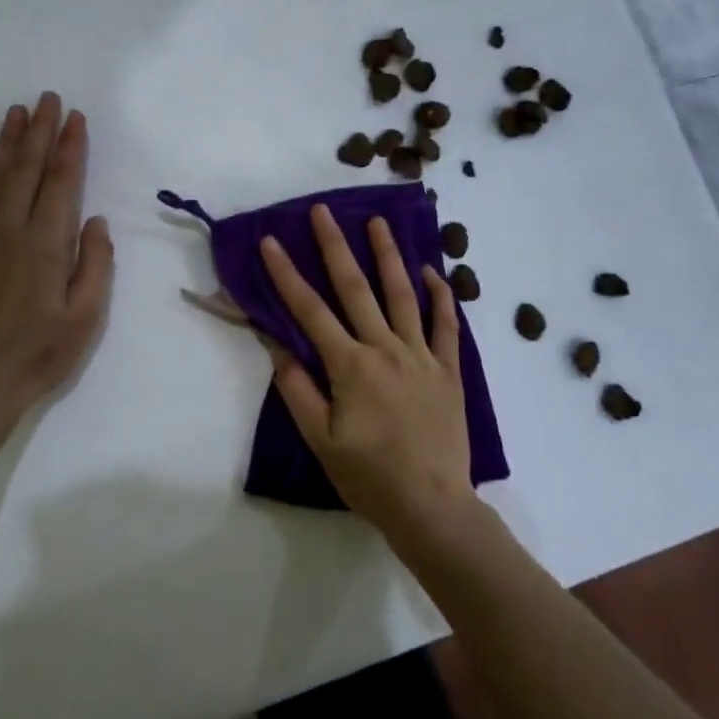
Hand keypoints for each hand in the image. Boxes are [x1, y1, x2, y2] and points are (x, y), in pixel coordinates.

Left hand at [0, 93, 113, 422]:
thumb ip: (95, 264)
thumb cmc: (41, 354)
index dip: (70, 147)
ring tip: (16, 112)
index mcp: (46, 245)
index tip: (76, 118)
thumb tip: (95, 221)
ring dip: (6, 142)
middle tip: (48, 99)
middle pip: (27, 170)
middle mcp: (10, 231)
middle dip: (40, 131)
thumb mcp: (86, 317)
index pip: (61, 183)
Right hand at [259, 205, 471, 539]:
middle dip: (335, 246)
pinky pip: (447, 326)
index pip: (310, 311)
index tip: (270, 241)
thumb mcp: (321, 440)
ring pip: (402, 295)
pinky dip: (441, 297)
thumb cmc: (369, 476)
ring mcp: (422, 356)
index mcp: (350, 366)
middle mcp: (385, 349)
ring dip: (388, 256)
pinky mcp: (449, 370)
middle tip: (323, 211)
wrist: (432, 507)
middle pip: (356, 289)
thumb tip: (277, 345)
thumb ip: (298, 389)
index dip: (287, 274)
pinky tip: (433, 272)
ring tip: (379, 222)